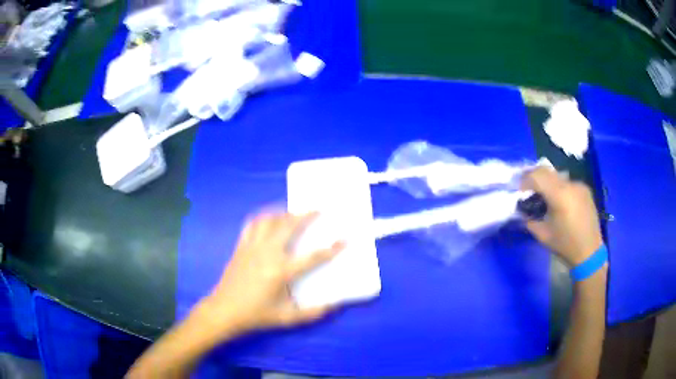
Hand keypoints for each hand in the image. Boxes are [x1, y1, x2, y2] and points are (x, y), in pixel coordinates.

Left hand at [200, 212, 343, 336]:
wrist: (225, 310)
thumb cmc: (256, 315)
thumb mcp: (287, 318)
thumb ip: (312, 313)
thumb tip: (334, 305)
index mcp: (281, 272)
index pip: (312, 257)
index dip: (331, 249)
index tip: (344, 240)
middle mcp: (267, 254)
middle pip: (288, 226)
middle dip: (305, 215)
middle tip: (317, 209)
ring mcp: (252, 247)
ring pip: (269, 220)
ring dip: (283, 213)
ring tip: (293, 213)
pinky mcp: (241, 247)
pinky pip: (252, 225)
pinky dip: (262, 218)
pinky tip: (268, 219)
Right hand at [521, 167, 602, 265]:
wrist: (589, 252)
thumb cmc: (565, 245)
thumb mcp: (543, 235)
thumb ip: (530, 219)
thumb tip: (522, 210)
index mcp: (559, 195)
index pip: (537, 176)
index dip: (525, 179)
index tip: (518, 189)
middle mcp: (570, 185)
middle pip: (547, 171)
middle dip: (535, 178)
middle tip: (527, 189)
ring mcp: (579, 185)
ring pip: (557, 176)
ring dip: (548, 182)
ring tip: (544, 197)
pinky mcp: (585, 189)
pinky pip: (567, 183)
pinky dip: (559, 188)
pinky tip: (559, 202)